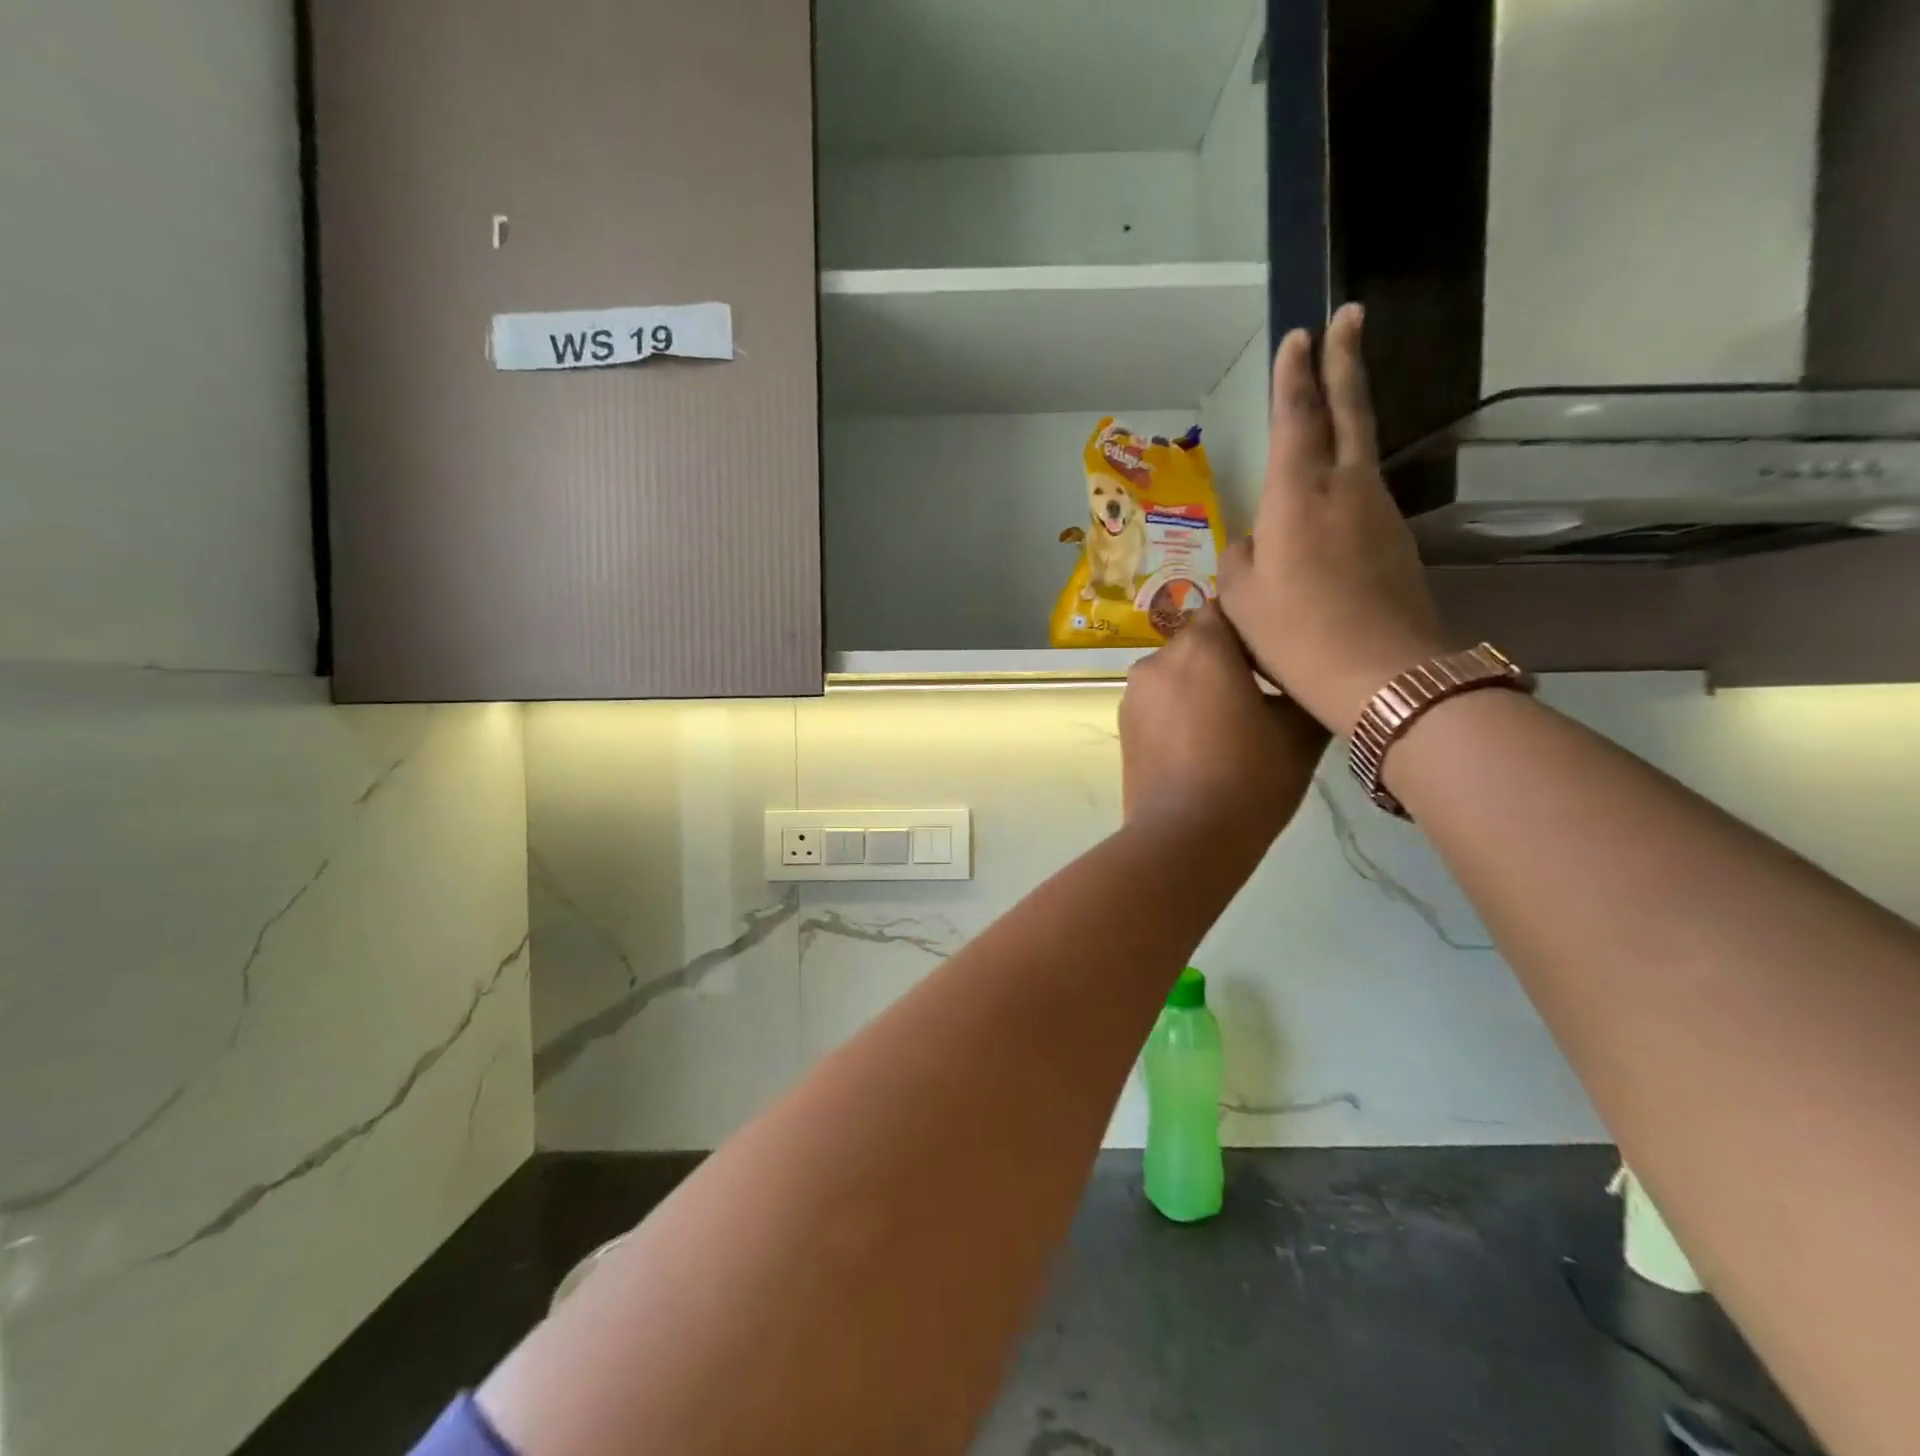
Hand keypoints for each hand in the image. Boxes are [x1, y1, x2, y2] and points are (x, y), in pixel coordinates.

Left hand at [1120, 607, 1328, 861]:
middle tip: (1265, 691)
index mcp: (1200, 647)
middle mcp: (1157, 659)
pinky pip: (1159, 701)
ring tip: (1233, 722)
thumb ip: (1304, 689)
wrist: (1185, 839)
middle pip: (1200, 641)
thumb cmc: (1249, 779)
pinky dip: (1180, 709)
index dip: (1257, 626)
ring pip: (1177, 672)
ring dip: (1202, 685)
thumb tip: (1305, 679)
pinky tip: (1202, 742)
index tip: (1280, 651)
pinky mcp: (1123, 725)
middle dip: (1229, 658)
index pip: (1230, 610)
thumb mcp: (1299, 732)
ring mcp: (1133, 693)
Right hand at [1218, 304, 1448, 735]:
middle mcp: (1345, 488)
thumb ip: (1241, 556)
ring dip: (1347, 418)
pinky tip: (1326, 507)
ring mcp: (1378, 512)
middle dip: (1345, 360)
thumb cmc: (1295, 633)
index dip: (1294, 375)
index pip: (1296, 417)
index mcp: (1298, 495)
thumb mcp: (1241, 598)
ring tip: (1331, 403)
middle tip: (1350, 314)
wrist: (1382, 674)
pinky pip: (1363, 497)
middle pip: (1349, 411)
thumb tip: (1255, 540)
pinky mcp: (1396, 540)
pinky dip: (1345, 481)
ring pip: (1360, 451)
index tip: (1300, 333)